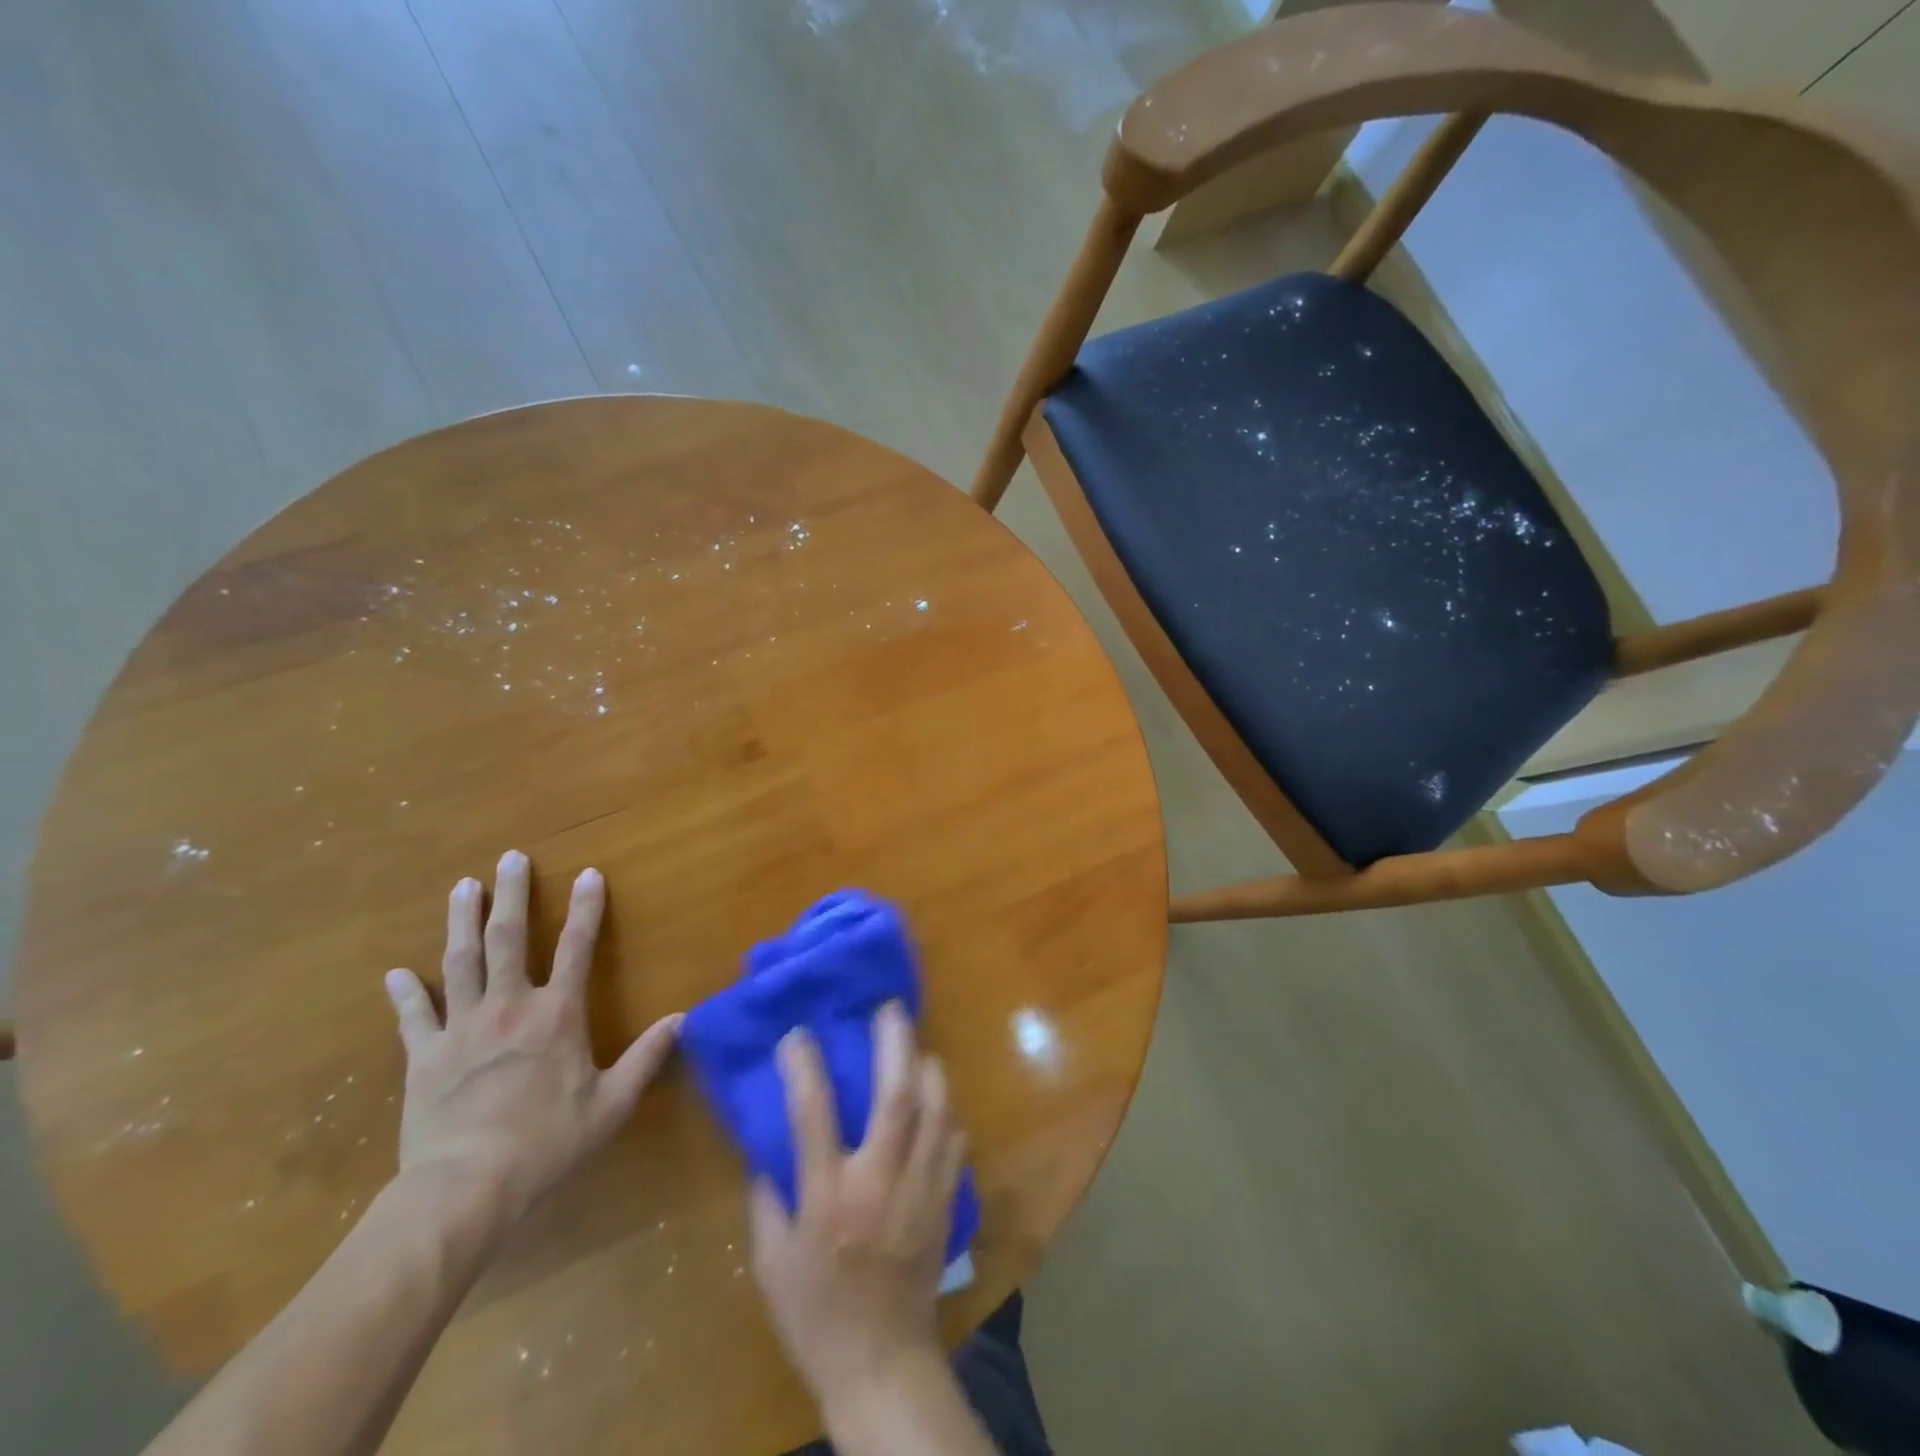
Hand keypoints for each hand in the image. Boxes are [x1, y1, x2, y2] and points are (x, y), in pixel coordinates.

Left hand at [383, 850, 681, 1224]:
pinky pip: (413, 1016)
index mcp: (557, 1014)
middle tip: (508, 859)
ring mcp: (461, 1028)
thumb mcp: (611, 1104)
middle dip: (511, 895)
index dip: (585, 908)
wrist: (465, 1189)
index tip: (588, 874)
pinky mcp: (423, 1056)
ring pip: (460, 962)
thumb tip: (682, 1019)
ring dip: (462, 921)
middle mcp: (510, 1007)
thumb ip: (647, 1057)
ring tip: (463, 887)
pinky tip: (396, 972)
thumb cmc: (547, 1143)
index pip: (577, 947)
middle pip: (508, 938)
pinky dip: (405, 993)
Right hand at [750, 1003, 967, 1418]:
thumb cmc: (815, 1314)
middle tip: (891, 1009)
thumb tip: (768, 1144)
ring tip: (918, 1047)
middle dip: (896, 1044)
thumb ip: (768, 1196)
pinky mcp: (945, 1203)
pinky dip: (946, 1114)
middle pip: (896, 1097)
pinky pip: (954, 1143)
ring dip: (930, 1070)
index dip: (804, 1066)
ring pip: (937, 1112)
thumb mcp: (771, 1260)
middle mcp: (878, 1182)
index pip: (813, 1114)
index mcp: (827, 1196)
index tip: (798, 1033)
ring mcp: (919, 1190)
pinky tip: (937, 1101)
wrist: (880, 1362)